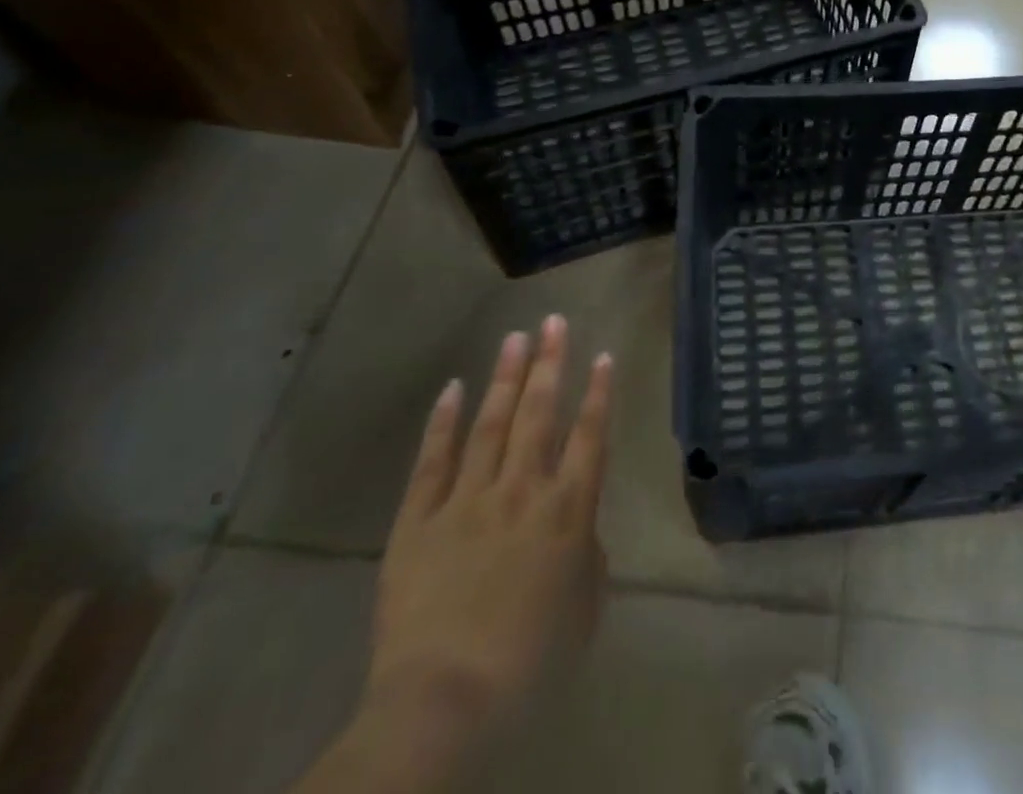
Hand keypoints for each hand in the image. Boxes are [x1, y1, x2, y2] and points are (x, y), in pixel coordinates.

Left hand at [363, 316, 613, 759]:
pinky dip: (444, 422)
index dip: (599, 392)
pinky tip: (453, 388)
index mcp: (567, 509)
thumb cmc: (530, 661)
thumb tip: (581, 526)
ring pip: (491, 423)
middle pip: (540, 412)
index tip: (603, 355)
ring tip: (515, 337)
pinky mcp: (418, 521)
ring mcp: (467, 500)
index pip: (589, 435)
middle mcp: (522, 489)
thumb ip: (589, 556)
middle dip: (550, 363)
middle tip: (554, 321)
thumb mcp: (584, 609)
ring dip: (505, 377)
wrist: (445, 701)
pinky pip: (433, 461)